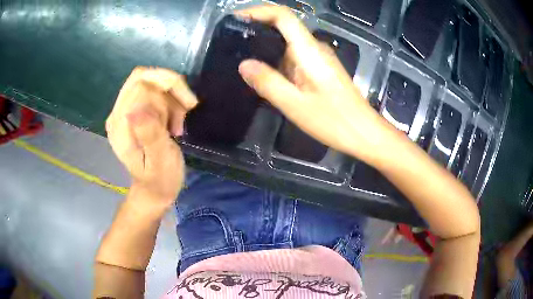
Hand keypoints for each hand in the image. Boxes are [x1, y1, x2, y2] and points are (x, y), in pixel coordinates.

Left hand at [106, 67, 197, 207]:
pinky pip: (152, 90)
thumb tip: (138, 110)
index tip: (182, 117)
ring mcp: (124, 111)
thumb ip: (149, 135)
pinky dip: (168, 99)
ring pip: (151, 81)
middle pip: (144, 77)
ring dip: (171, 97)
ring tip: (178, 124)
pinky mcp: (132, 112)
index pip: (141, 85)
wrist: (154, 189)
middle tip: (184, 112)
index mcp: (120, 126)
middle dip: (170, 89)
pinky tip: (173, 120)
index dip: (166, 92)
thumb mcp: (159, 161)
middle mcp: (118, 114)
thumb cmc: (160, 179)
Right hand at [236, 5, 391, 161]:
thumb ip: (267, 82)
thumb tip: (243, 64)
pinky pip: (294, 57)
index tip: (236, 19)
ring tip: (242, 60)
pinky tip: (266, 75)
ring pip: (288, 44)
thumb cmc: (333, 120)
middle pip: (284, 27)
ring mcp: (319, 58)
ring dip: (266, 48)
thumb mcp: (294, 104)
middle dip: (257, 30)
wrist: (363, 132)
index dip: (259, 12)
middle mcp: (314, 48)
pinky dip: (277, 61)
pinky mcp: (321, 69)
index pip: (283, 16)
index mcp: (309, 50)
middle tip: (233, 44)